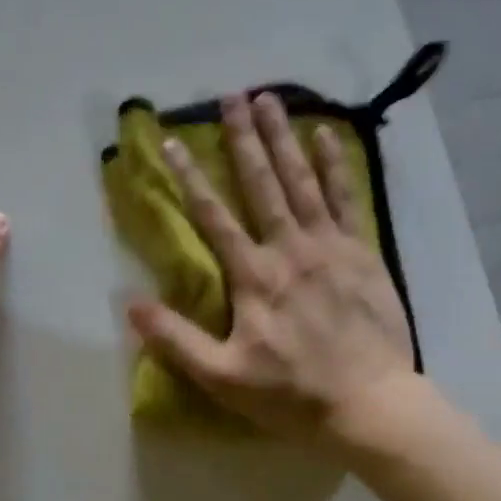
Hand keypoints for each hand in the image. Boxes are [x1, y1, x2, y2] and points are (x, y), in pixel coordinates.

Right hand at [127, 91, 415, 449]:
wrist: (369, 404)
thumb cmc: (292, 395)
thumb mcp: (222, 377)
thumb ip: (176, 340)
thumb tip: (131, 304)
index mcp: (254, 277)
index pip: (214, 217)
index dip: (191, 178)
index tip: (174, 141)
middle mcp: (290, 249)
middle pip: (262, 184)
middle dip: (243, 139)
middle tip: (231, 95)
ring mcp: (331, 247)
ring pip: (302, 181)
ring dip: (284, 138)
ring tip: (270, 99)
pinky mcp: (364, 254)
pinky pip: (347, 198)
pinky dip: (336, 165)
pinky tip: (327, 135)